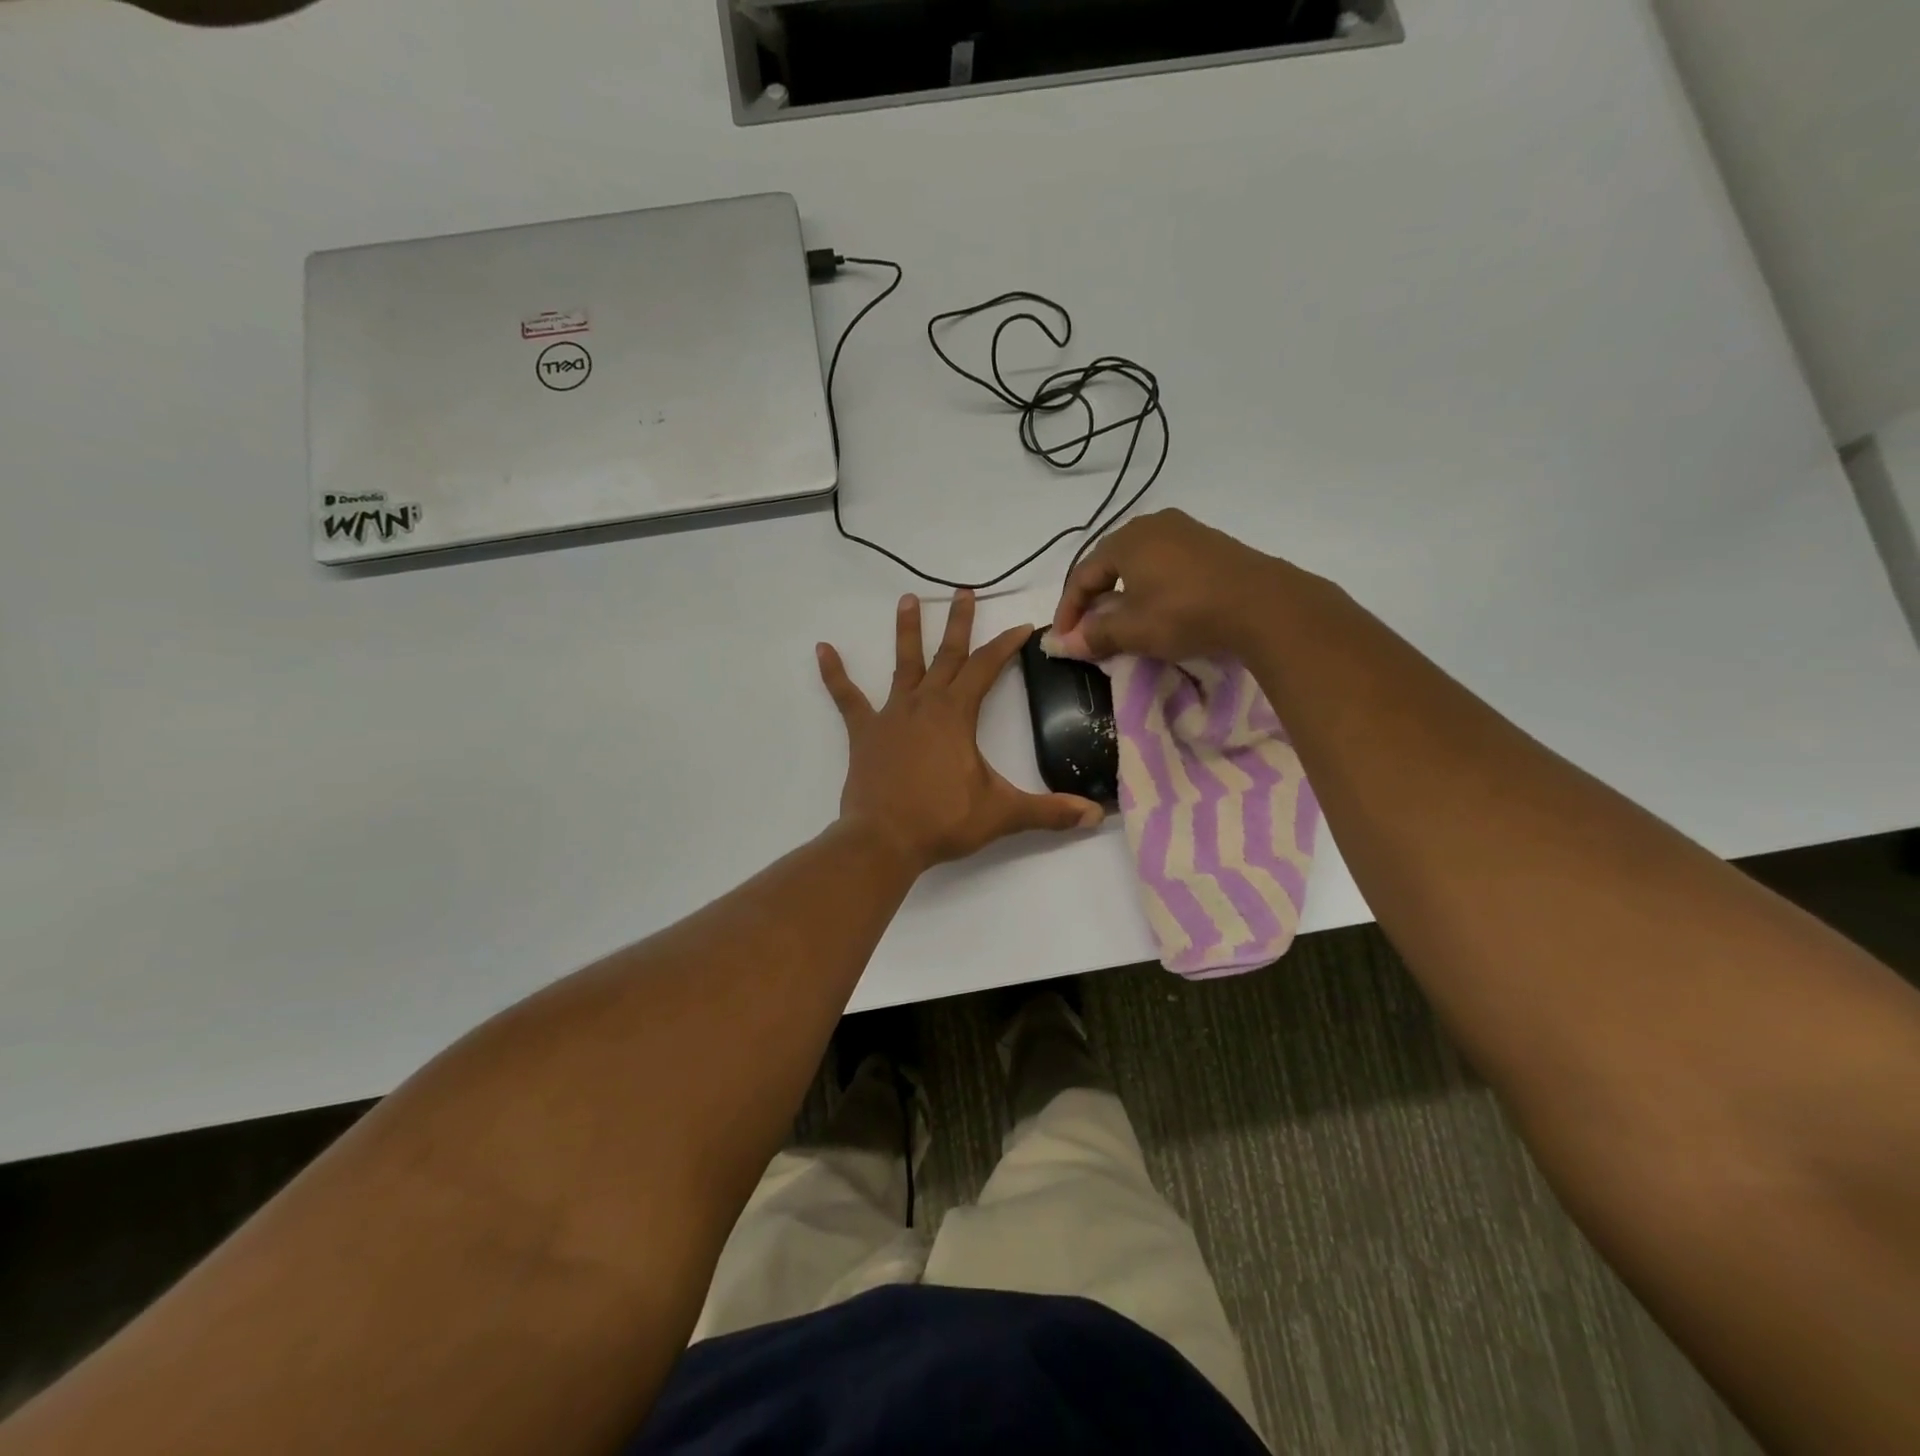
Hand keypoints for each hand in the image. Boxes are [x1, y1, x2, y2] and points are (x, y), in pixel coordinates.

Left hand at [817, 591, 1104, 874]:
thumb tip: (1096, 815)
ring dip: (906, 631)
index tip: (1023, 625)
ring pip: (902, 664)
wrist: (884, 840)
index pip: (987, 668)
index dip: (1007, 645)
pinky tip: (822, 649)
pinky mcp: (864, 732)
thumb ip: (1049, 812)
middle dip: (958, 623)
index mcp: (957, 714)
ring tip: (907, 599)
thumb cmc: (943, 821)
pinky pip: (847, 697)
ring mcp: (891, 714)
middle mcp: (924, 703)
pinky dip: (835, 674)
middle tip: (963, 591)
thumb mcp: (1002, 814)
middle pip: (946, 655)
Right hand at [1048, 508, 1289, 660]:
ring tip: (1120, 620)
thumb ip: (1094, 635)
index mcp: (1126, 540)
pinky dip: (1149, 584)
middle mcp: (1151, 525)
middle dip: (1093, 598)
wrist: (1264, 605)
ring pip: (1137, 561)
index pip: (1082, 575)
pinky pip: (1164, 561)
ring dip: (1121, 591)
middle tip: (1087, 629)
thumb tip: (1061, 644)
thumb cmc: (1186, 613)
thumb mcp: (1134, 630)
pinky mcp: (1209, 543)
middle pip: (1108, 563)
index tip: (1063, 640)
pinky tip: (1155, 605)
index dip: (1068, 610)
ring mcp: (1183, 530)